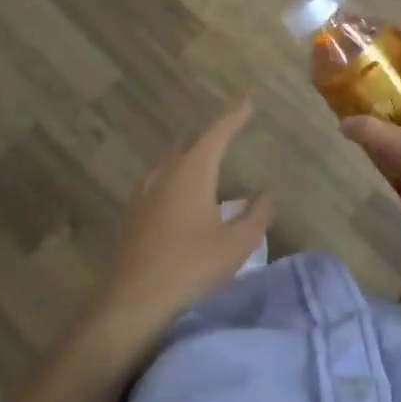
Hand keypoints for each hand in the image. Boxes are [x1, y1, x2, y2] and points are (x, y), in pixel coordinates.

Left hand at [91, 101, 274, 342]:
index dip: (235, 115)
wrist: (133, 301)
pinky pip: (159, 182)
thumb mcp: (237, 244)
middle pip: (190, 142)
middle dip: (211, 134)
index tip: (248, 100)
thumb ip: (256, 215)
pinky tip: (178, 193)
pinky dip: (175, 177)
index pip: (218, 132)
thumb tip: (267, 193)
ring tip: (204, 157)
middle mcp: (167, 173)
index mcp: (193, 170)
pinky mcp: (134, 215)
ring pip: (171, 161)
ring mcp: (146, 193)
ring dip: (189, 154)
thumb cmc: (191, 266)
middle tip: (229, 129)